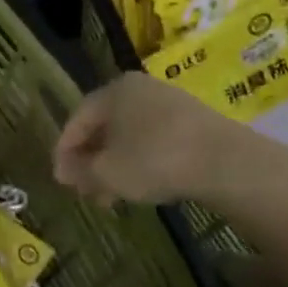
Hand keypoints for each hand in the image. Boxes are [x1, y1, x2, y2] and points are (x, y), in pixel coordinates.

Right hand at [54, 72, 246, 205]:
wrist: (226, 162)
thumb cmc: (154, 160)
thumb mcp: (107, 172)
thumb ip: (79, 171)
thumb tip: (64, 171)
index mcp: (113, 91)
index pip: (77, 120)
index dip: (64, 151)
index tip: (61, 180)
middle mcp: (140, 89)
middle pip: (104, 127)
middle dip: (91, 161)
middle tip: (85, 191)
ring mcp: (169, 103)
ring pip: (129, 136)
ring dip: (114, 165)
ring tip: (111, 196)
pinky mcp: (193, 121)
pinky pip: (153, 140)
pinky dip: (139, 161)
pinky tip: (141, 186)